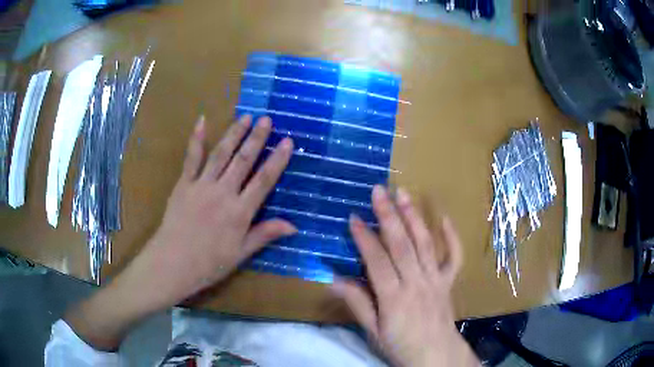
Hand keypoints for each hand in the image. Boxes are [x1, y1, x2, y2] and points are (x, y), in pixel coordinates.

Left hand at [131, 114, 294, 307]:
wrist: (173, 263)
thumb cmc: (209, 263)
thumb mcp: (241, 253)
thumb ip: (265, 234)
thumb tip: (293, 226)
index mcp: (239, 212)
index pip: (263, 180)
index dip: (277, 160)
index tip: (288, 141)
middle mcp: (223, 193)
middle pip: (243, 160)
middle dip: (257, 138)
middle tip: (266, 119)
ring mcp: (201, 185)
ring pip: (221, 154)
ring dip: (234, 133)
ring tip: (246, 117)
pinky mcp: (184, 184)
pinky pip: (191, 158)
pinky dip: (196, 139)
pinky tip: (202, 121)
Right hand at [332, 186, 478, 366]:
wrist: (436, 355)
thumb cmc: (401, 346)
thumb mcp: (373, 332)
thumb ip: (357, 304)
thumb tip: (333, 281)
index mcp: (394, 298)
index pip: (377, 261)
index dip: (364, 238)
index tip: (354, 217)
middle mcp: (416, 283)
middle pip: (402, 245)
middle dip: (389, 215)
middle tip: (378, 191)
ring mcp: (435, 280)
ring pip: (425, 244)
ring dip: (413, 217)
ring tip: (403, 194)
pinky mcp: (448, 281)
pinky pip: (454, 257)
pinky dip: (451, 237)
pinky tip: (444, 219)